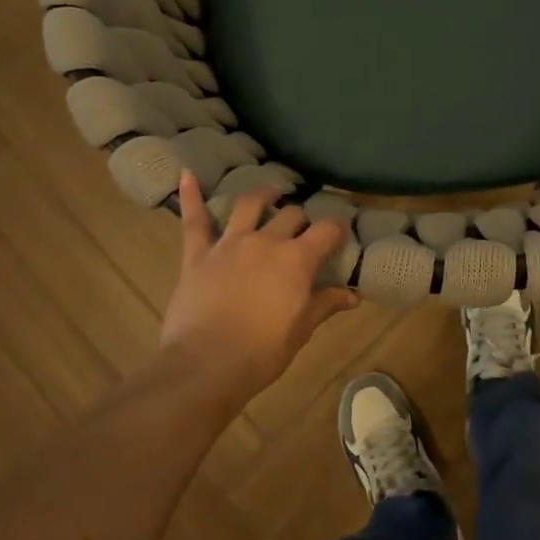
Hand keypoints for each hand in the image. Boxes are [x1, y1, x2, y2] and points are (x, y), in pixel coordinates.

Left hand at [159, 171, 360, 400]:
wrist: (206, 365)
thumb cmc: (261, 353)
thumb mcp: (301, 331)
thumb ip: (325, 305)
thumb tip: (353, 295)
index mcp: (297, 260)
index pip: (326, 231)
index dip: (337, 229)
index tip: (340, 233)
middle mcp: (265, 241)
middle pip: (290, 216)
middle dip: (301, 220)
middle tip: (303, 228)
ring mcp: (229, 244)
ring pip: (249, 206)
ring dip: (262, 195)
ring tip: (271, 192)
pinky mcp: (198, 254)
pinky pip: (195, 220)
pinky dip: (191, 196)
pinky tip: (187, 174)